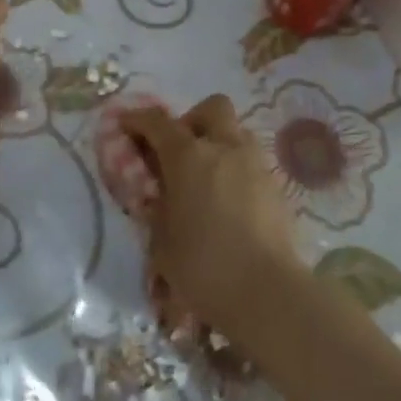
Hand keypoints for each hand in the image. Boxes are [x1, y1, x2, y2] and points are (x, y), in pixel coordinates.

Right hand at [118, 95, 302, 347]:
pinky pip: (250, 162)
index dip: (137, 119)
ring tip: (205, 178)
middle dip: (192, 120)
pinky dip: (235, 169)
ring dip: (218, 143)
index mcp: (189, 155)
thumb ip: (157, 206)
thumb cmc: (203, 266)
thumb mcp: (161, 239)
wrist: (267, 293)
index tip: (124, 124)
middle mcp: (225, 148)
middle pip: (212, 108)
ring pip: (236, 132)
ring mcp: (255, 164)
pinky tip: (227, 201)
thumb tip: (161, 192)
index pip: (158, 122)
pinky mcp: (276, 187)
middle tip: (179, 150)